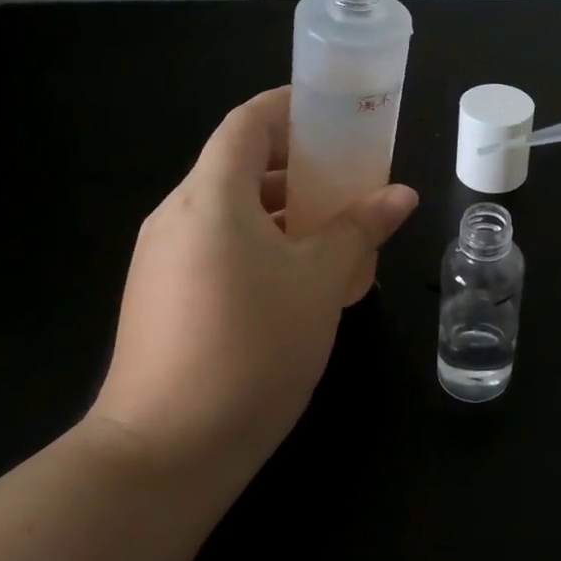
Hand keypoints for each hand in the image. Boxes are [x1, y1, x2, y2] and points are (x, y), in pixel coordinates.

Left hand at [89, 87, 417, 481]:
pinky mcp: (160, 297)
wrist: (164, 453)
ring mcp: (161, 259)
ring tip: (333, 227)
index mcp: (209, 197)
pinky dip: (259, 241)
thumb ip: (361, 228)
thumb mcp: (320, 281)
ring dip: (281, 207)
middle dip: (295, 162)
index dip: (290, 107)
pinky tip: (297, 277)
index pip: (247, 123)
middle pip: (238, 164)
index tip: (334, 112)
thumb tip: (400, 194)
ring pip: (228, 210)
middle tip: (348, 174)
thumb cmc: (251, 347)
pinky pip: (216, 246)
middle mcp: (176, 216)